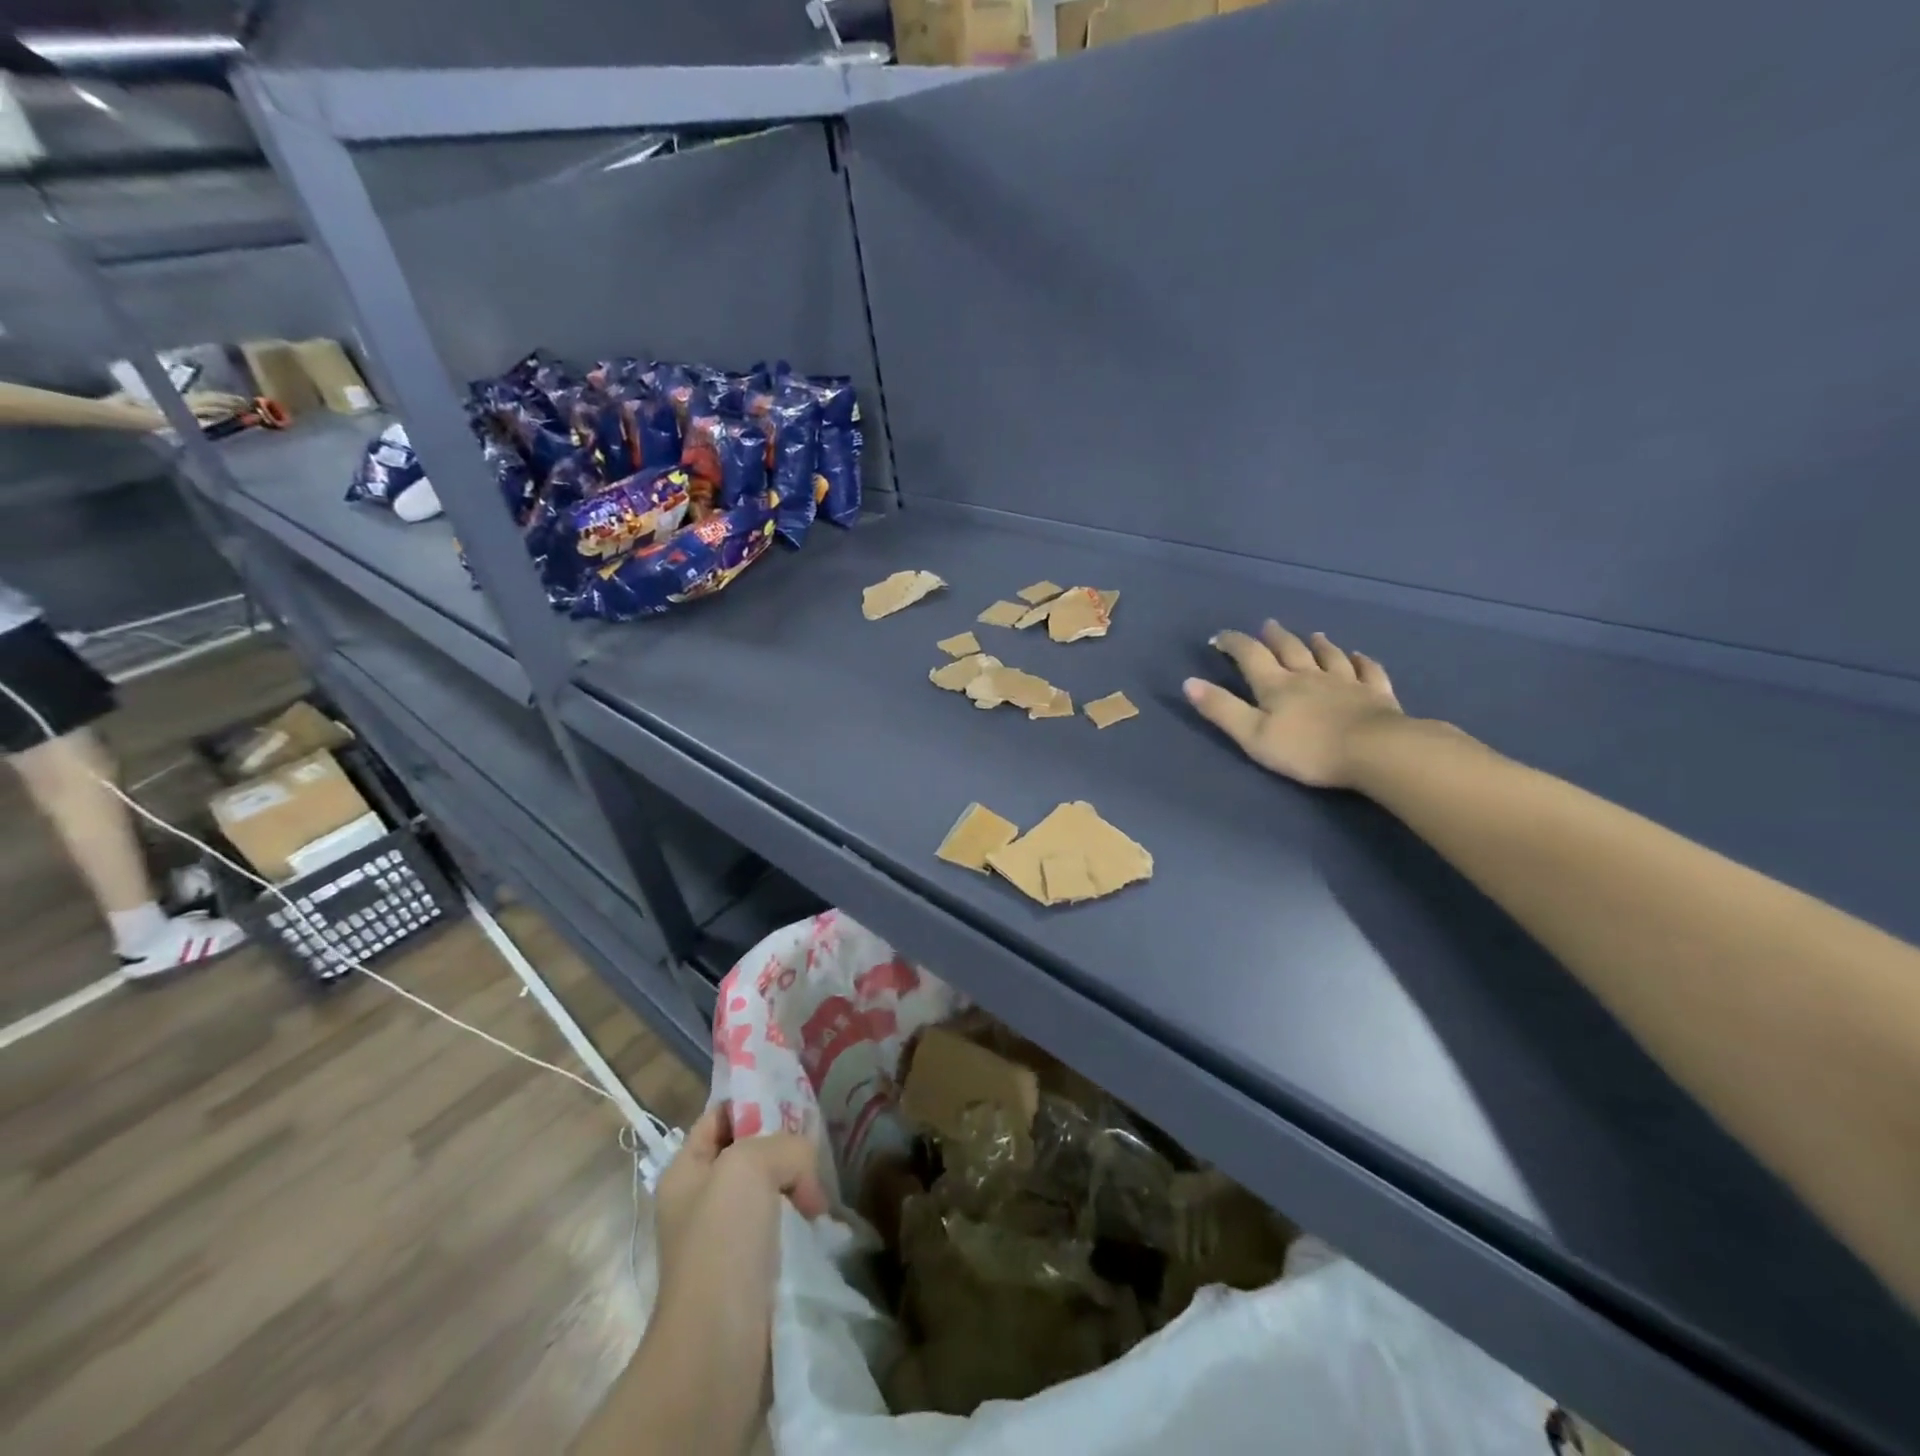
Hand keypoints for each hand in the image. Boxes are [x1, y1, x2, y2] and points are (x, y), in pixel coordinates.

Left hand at [654, 1103, 829, 1320]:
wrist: (718, 1346)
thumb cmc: (721, 1242)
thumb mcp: (750, 1164)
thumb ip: (786, 1146)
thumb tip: (806, 1183)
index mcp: (685, 1171)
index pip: (720, 1115)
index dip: (753, 1101)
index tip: (795, 1099)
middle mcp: (701, 1201)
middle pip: (751, 1152)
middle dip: (785, 1148)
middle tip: (816, 1149)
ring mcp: (725, 1240)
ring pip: (772, 1192)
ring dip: (798, 1189)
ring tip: (821, 1194)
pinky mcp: (751, 1273)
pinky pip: (783, 1230)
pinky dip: (804, 1224)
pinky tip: (822, 1225)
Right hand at [1183, 622, 1403, 788]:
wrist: (1374, 751)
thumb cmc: (1307, 749)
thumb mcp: (1252, 734)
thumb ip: (1221, 709)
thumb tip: (1189, 682)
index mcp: (1277, 685)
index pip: (1250, 656)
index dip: (1233, 643)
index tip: (1220, 637)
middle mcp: (1309, 676)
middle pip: (1290, 649)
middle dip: (1275, 637)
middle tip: (1268, 625)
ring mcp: (1346, 683)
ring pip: (1329, 656)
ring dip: (1317, 644)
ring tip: (1312, 635)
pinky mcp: (1376, 695)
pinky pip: (1368, 672)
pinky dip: (1362, 661)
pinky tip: (1360, 656)